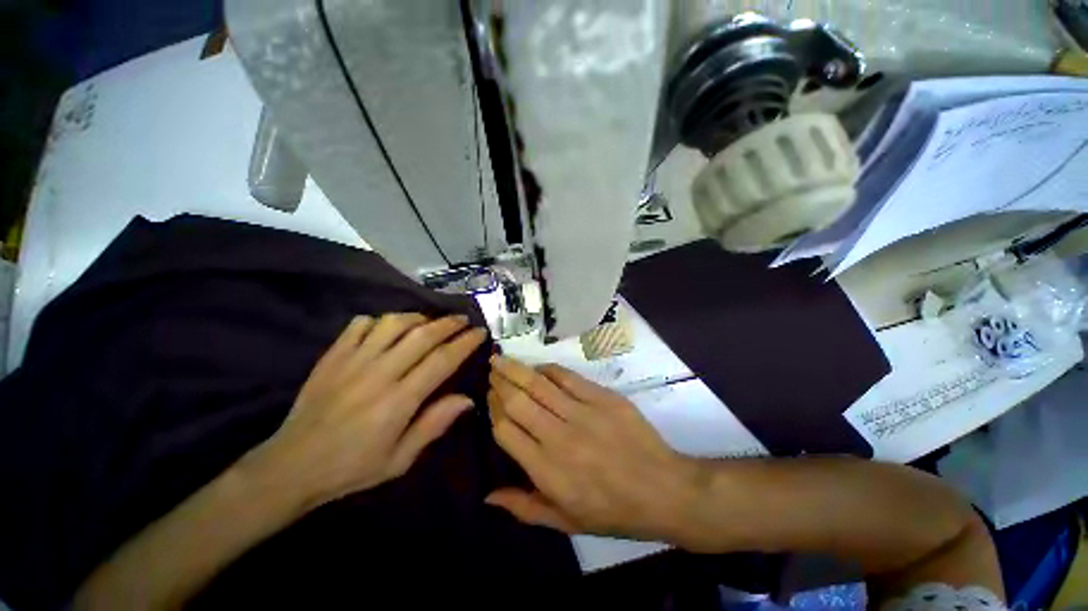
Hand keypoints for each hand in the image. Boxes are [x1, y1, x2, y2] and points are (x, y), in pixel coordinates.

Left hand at [252, 313, 487, 508]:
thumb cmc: (354, 468)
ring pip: (391, 323)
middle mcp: (378, 372)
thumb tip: (465, 400)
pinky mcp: (332, 355)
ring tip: (428, 322)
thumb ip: (431, 426)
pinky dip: (378, 321)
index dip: (464, 344)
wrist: (300, 460)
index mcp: (399, 401)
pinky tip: (384, 330)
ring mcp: (352, 359)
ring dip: (415, 317)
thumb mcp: (399, 460)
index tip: (480, 333)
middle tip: (462, 320)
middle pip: (420, 335)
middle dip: (446, 324)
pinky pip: (359, 325)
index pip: (440, 361)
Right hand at [486, 356, 701, 544]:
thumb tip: (487, 495)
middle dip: (499, 384)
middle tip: (490, 372)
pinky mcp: (607, 400)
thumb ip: (523, 507)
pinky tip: (540, 368)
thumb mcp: (564, 522)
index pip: (505, 430)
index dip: (492, 412)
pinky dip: (550, 371)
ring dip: (517, 370)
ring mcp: (584, 414)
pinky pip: (571, 378)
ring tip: (501, 359)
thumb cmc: (611, 513)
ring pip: (540, 385)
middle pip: (517, 401)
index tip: (487, 401)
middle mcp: (558, 436)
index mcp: (545, 468)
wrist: (662, 492)